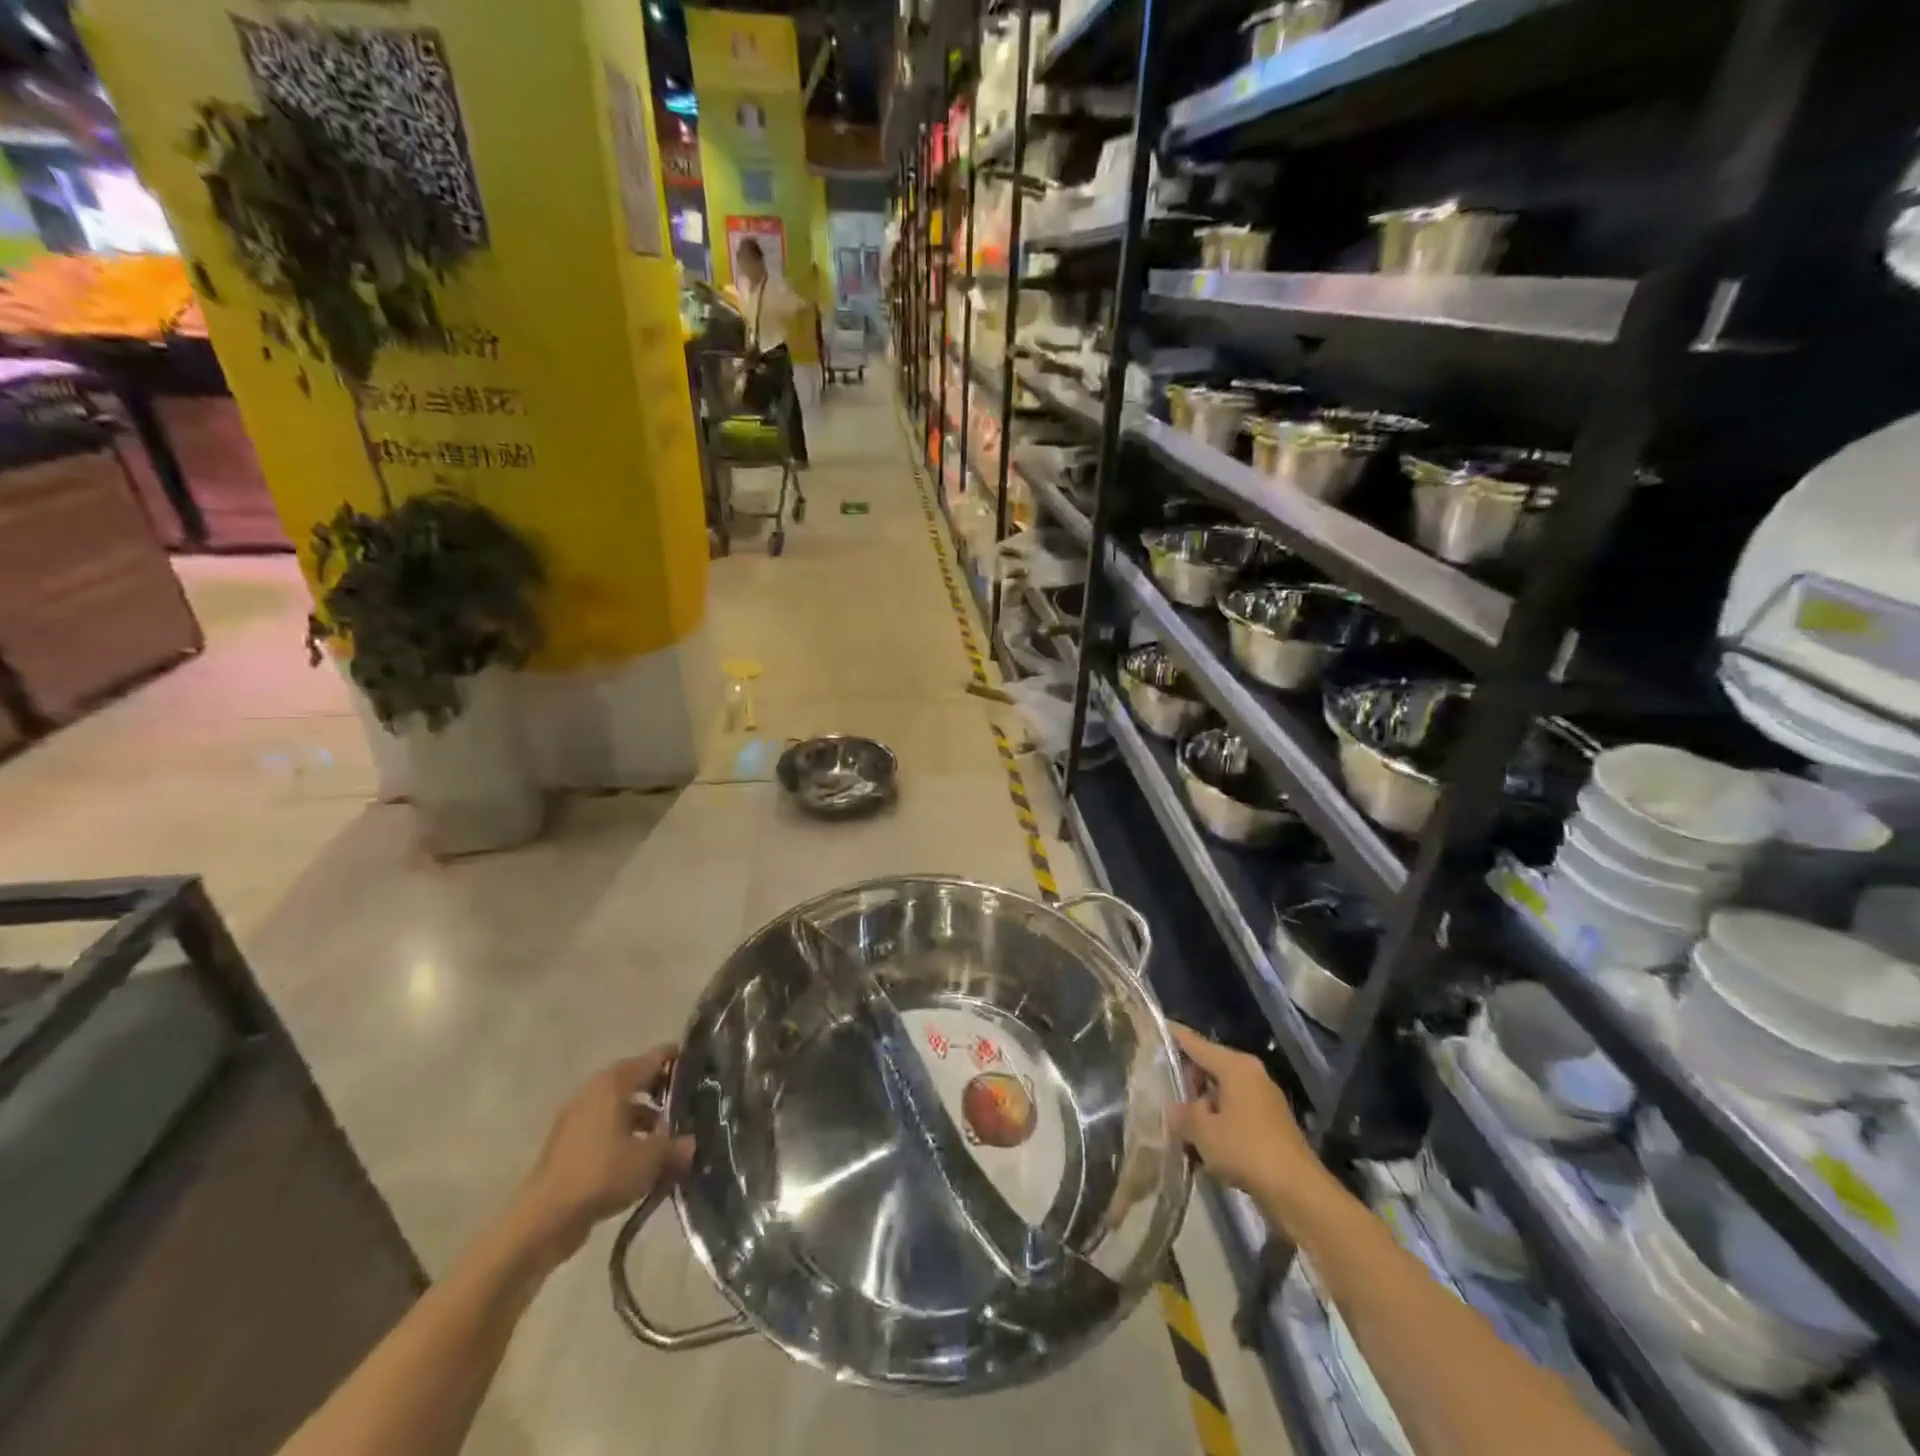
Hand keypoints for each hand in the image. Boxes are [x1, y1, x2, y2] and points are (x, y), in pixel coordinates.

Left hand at [510, 1048, 692, 1267]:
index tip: (701, 1067)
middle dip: (662, 1092)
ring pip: (620, 1108)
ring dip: (644, 1118)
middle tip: (689, 1103)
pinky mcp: (568, 1146)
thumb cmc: (601, 1174)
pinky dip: (625, 1137)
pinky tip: (641, 1161)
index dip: (678, 1060)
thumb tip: (691, 1144)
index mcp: (614, 1082)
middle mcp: (594, 1092)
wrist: (543, 1220)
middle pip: (636, 1081)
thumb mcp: (649, 1159)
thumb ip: (675, 1146)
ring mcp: (577, 1119)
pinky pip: (606, 1130)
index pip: (654, 1058)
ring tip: (668, 1138)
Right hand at [1169, 1024, 1319, 1208]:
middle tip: (1159, 1093)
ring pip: (1220, 1092)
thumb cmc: (1247, 1151)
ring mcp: (1263, 1099)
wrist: (1299, 1193)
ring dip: (1200, 1107)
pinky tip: (1202, 1145)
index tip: (1153, 1030)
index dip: (1173, 1036)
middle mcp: (1251, 1074)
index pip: (1196, 1043)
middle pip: (1209, 1066)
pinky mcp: (1270, 1124)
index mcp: (1235, 1066)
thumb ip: (1182, 1114)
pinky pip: (1234, 1112)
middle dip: (1185, 1080)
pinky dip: (1217, 1122)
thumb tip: (1172, 1108)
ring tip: (1178, 1125)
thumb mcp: (1203, 1132)